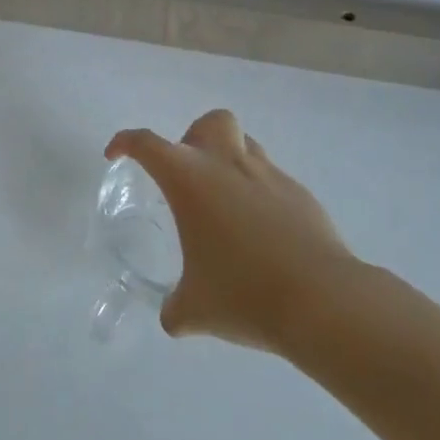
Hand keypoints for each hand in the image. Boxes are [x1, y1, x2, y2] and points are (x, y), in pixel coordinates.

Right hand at [105, 109, 354, 352]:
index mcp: (189, 179)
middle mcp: (227, 164)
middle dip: (194, 138)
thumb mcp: (196, 310)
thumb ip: (176, 307)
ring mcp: (268, 175)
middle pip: (209, 122)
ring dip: (229, 161)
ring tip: (225, 205)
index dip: (125, 143)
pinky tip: (262, 234)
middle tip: (188, 176)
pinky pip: (272, 179)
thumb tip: (174, 316)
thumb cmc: (244, 294)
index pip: (146, 143)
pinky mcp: (301, 194)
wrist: (323, 301)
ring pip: (245, 145)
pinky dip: (259, 194)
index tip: (116, 155)